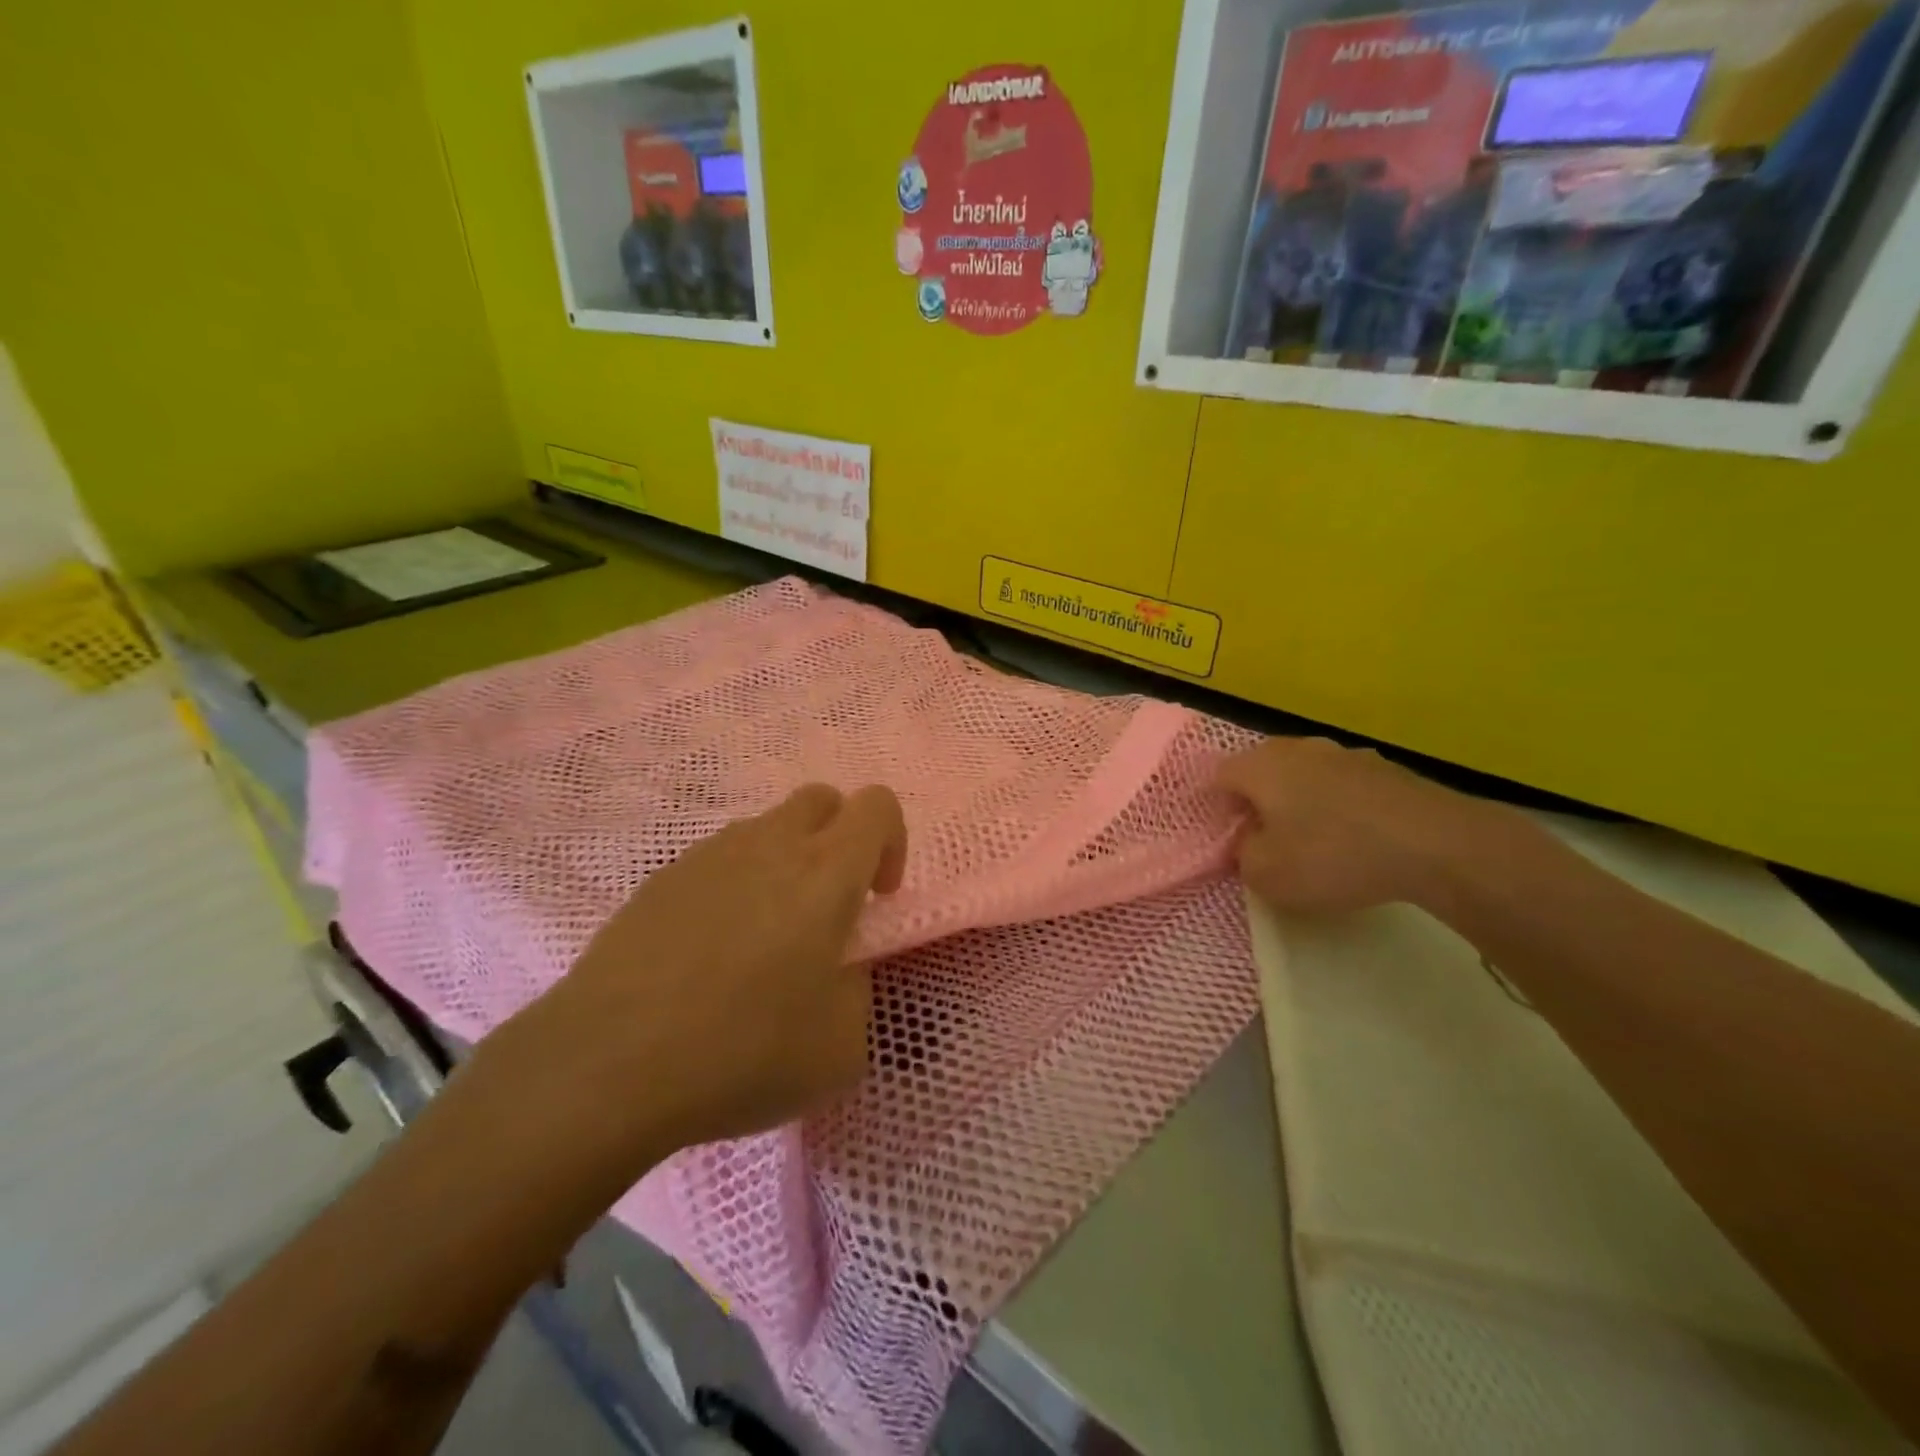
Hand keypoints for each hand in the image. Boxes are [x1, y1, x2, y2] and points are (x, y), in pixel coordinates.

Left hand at [480, 783, 907, 1164]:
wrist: (608, 1064)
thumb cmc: (744, 1051)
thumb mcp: (842, 1046)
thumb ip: (858, 988)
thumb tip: (837, 967)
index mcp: (826, 870)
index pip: (877, 806)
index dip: (891, 843)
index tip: (876, 899)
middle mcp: (770, 844)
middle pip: (821, 799)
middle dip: (840, 838)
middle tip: (828, 906)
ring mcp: (709, 855)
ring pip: (766, 829)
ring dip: (784, 864)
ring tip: (763, 940)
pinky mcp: (661, 879)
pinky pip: (717, 862)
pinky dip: (733, 888)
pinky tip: (708, 954)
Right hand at [1215, 738, 1491, 915]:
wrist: (1434, 844)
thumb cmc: (1332, 855)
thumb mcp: (1266, 874)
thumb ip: (1243, 856)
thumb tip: (1250, 842)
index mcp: (1260, 766)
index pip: (1219, 775)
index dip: (1218, 807)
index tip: (1230, 838)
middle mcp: (1297, 748)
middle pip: (1262, 769)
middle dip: (1259, 800)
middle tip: (1266, 838)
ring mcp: (1345, 753)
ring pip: (1305, 774)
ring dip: (1301, 800)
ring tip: (1314, 840)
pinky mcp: (1385, 769)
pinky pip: (1344, 786)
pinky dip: (1340, 806)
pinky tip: (1357, 838)